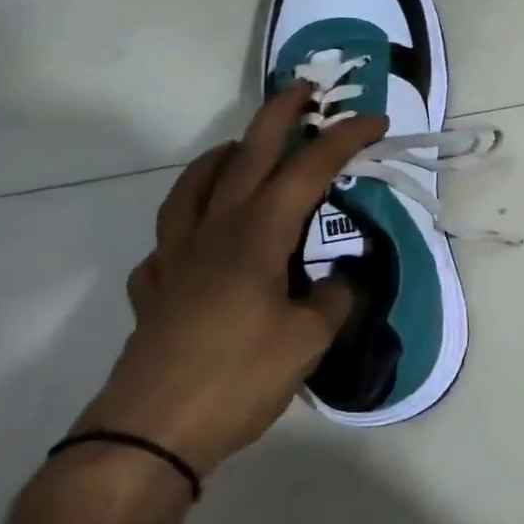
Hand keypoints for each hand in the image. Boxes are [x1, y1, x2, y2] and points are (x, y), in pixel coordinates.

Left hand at [75, 86, 387, 477]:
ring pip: (194, 186)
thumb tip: (342, 280)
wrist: (149, 434)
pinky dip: (189, 221)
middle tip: (303, 89)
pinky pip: (170, 238)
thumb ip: (335, 299)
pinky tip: (202, 237)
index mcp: (256, 235)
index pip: (307, 170)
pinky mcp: (156, 289)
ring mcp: (176, 258)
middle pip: (246, 156)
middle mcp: (213, 232)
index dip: (343, 140)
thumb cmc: (238, 377)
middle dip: (278, 116)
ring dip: (223, 156)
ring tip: (241, 149)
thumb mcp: (308, 339)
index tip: (374, 121)